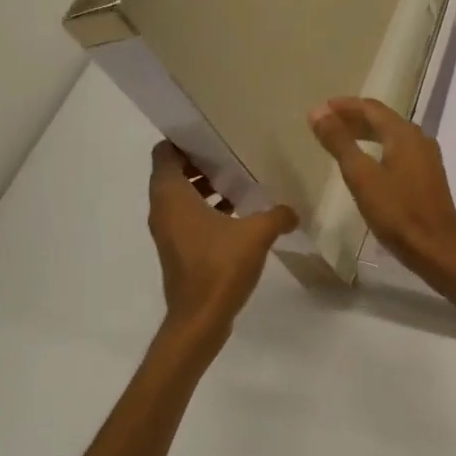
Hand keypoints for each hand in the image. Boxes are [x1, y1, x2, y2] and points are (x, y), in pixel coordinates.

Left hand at [147, 143, 296, 333]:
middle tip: (232, 154)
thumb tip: (292, 210)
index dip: (184, 140)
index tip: (212, 135)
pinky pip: (188, 217)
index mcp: (171, 196)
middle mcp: (163, 210)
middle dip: (200, 162)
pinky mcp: (178, 250)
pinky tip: (238, 214)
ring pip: (181, 196)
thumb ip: (277, 215)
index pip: (164, 153)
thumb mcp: (256, 234)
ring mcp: (168, 232)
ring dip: (205, 187)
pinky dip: (206, 209)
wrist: (199, 320)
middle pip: (173, 172)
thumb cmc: (219, 267)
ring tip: (239, 182)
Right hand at [308, 97, 455, 296]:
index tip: (320, 110)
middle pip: (383, 119)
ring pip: (392, 135)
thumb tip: (318, 112)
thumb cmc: (397, 212)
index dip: (344, 106)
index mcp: (404, 134)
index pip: (370, 108)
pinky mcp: (429, 176)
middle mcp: (419, 139)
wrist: (436, 249)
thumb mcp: (362, 176)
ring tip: (342, 140)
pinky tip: (368, 162)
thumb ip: (339, 142)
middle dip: (354, 118)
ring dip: (366, 133)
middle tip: (326, 123)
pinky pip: (400, 151)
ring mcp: (427, 158)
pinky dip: (379, 148)